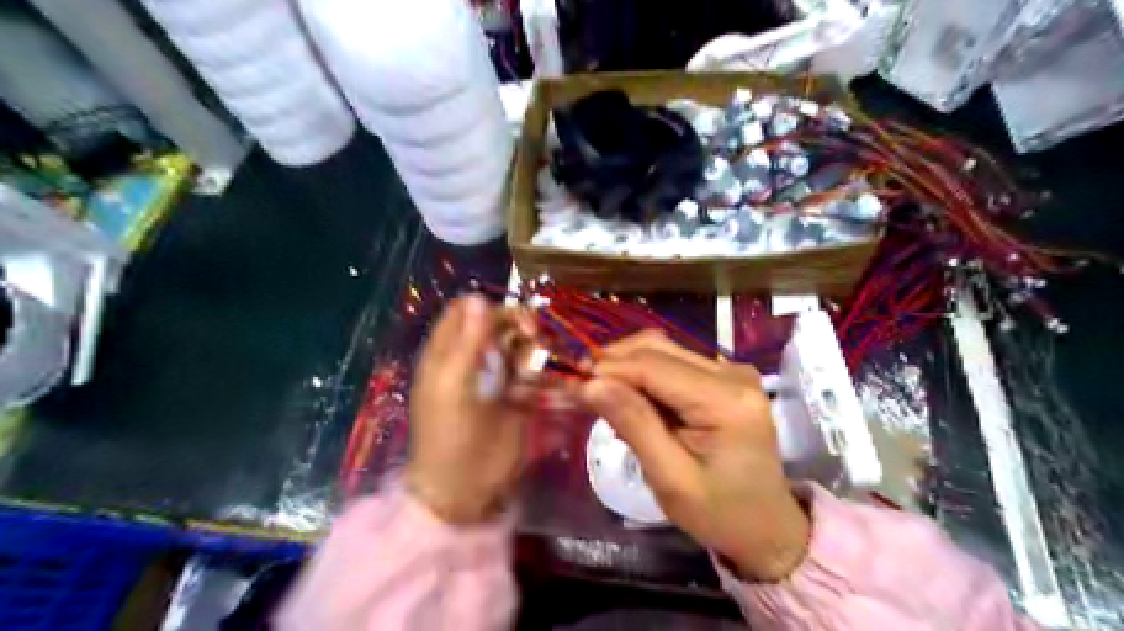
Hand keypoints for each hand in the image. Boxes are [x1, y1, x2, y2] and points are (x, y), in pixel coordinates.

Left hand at [407, 296, 532, 521]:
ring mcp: (495, 377)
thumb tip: (478, 297)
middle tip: (537, 337)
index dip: (490, 308)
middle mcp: (472, 359)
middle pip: (498, 324)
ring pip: (518, 346)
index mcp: (447, 353)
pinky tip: (543, 384)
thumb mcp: (454, 387)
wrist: (465, 491)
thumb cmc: (450, 439)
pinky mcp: (515, 396)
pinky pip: (530, 371)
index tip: (515, 319)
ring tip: (540, 365)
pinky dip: (539, 371)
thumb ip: (467, 342)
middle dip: (519, 325)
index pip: (467, 311)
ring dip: (532, 348)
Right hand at [580, 331, 807, 580]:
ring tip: (603, 397)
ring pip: (664, 350)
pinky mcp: (726, 378)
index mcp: (726, 400)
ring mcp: (732, 371)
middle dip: (614, 362)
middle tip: (581, 387)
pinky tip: (632, 401)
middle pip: (658, 348)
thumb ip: (634, 424)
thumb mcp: (670, 478)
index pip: (653, 366)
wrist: (767, 526)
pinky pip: (675, 363)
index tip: (570, 381)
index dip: (607, 369)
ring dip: (628, 367)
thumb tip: (591, 383)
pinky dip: (645, 376)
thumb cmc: (719, 512)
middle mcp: (733, 373)